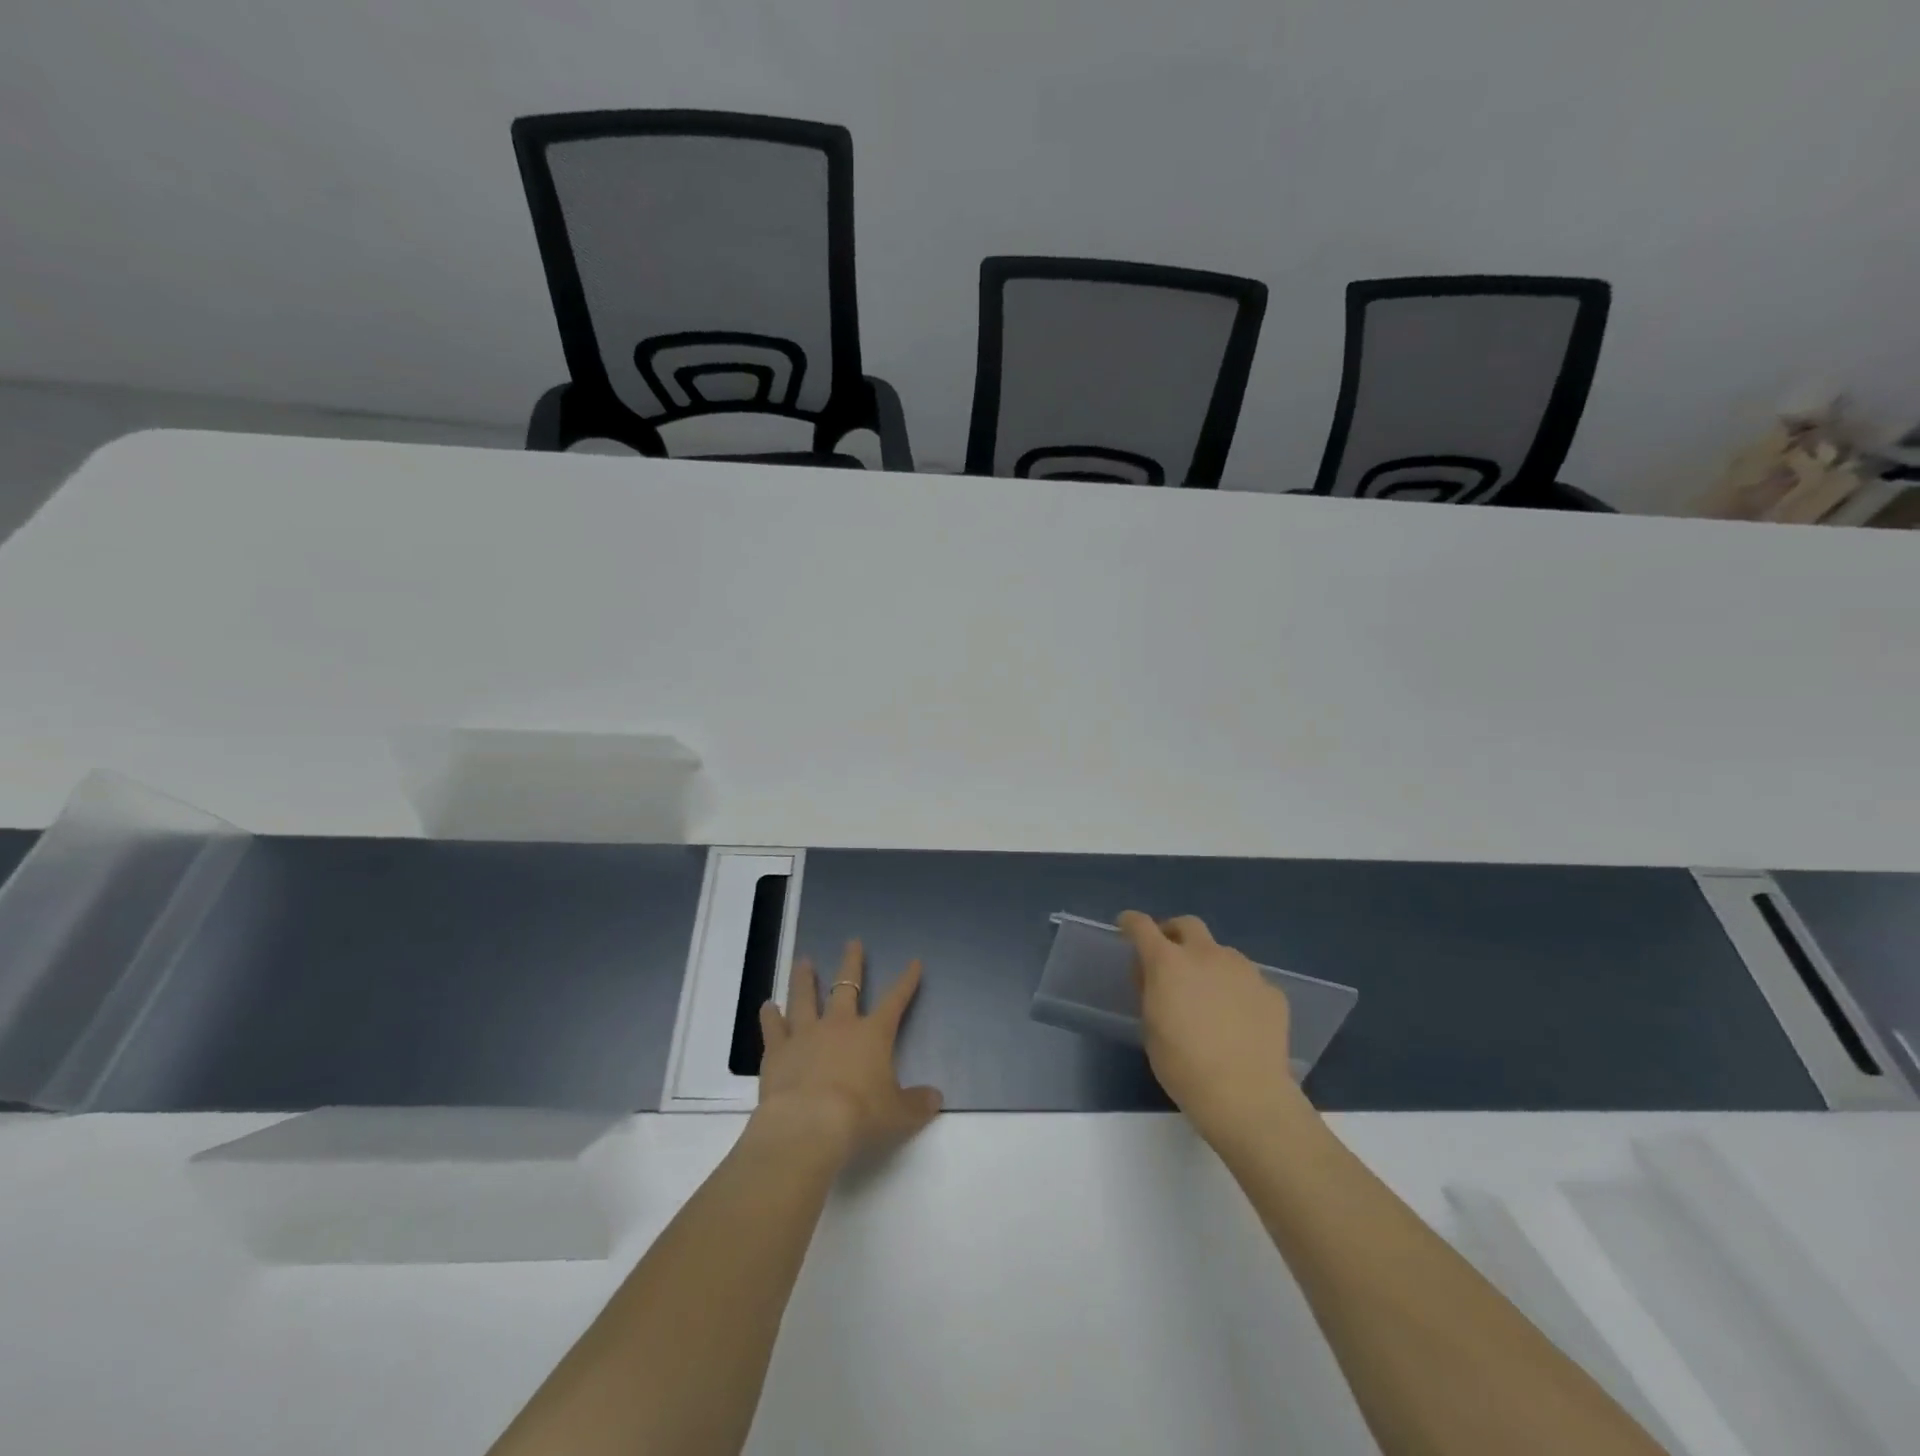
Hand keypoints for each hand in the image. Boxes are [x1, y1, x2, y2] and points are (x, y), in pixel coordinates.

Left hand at [753, 939, 943, 1166]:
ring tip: (803, 962)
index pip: (895, 1001)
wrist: (809, 1124)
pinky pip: (773, 1027)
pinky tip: (767, 1006)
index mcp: (873, 1035)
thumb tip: (937, 1098)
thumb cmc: (860, 1116)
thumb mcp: (898, 1115)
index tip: (914, 962)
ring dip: (804, 979)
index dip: (906, 981)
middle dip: (851, 963)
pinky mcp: (777, 1051)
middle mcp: (839, 1025)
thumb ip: (917, 1104)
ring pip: (805, 998)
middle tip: (852, 942)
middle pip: (846, 986)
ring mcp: (805, 1034)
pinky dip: (770, 1016)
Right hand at [1119, 911, 1305, 1144]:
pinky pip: (1248, 981)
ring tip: (1209, 996)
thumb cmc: (1184, 1065)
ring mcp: (1244, 970)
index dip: (1131, 923)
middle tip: (1169, 956)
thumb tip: (1154, 976)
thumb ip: (1150, 991)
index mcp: (1169, 962)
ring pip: (1221, 952)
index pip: (1142, 927)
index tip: (1126, 926)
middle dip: (1174, 933)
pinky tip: (1239, 1019)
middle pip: (1188, 925)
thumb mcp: (1151, 1027)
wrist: (1246, 1095)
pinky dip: (1238, 991)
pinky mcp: (1271, 991)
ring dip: (1209, 964)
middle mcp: (1207, 955)